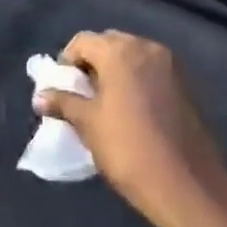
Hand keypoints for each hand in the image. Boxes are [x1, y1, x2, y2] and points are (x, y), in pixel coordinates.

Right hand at [33, 31, 226, 226]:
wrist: (186, 185)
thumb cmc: (128, 148)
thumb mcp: (87, 124)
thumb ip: (63, 103)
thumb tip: (39, 97)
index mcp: (120, 51)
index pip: (82, 41)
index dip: (66, 62)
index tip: (62, 89)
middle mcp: (147, 48)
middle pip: (109, 43)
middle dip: (91, 63)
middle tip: (81, 94)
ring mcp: (171, 66)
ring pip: (132, 57)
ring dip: (114, 72)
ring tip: (104, 104)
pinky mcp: (185, 86)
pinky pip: (151, 71)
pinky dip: (135, 81)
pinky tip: (130, 110)